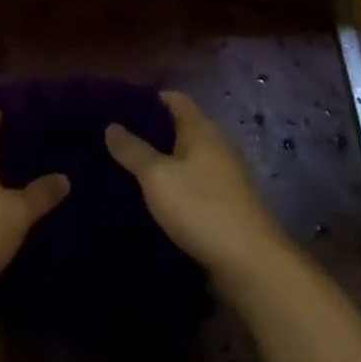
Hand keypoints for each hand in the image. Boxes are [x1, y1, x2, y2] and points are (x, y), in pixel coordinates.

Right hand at [105, 91, 292, 295]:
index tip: (117, 107)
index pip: (174, 99)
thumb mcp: (158, 177)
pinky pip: (191, 183)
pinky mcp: (224, 203)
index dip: (146, 99)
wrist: (249, 262)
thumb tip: (111, 125)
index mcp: (201, 129)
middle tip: (113, 140)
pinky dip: (172, 184)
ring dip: (159, 161)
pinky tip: (151, 198)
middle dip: (149, 132)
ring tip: (124, 168)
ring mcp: (223, 175)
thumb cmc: (201, 208)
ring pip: (185, 157)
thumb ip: (134, 150)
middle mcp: (215, 145)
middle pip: (179, 128)